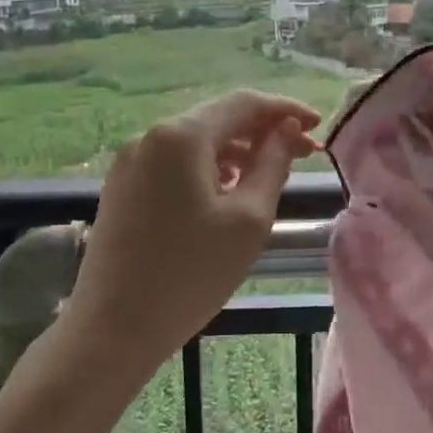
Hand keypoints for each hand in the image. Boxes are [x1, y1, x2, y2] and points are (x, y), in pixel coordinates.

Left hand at [62, 90, 319, 379]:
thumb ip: (272, 165)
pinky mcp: (122, 187)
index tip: (319, 125)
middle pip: (217, 119)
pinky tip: (228, 190)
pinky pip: (174, 162)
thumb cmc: (190, 275)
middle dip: (262, 131)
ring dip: (237, 151)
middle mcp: (149, 137)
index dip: (285, 110)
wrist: (113, 328)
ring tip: (271, 173)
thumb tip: (286, 130)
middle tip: (304, 153)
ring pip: (195, 142)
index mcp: (180, 136)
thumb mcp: (248, 220)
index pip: (243, 104)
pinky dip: (208, 168)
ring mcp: (130, 162)